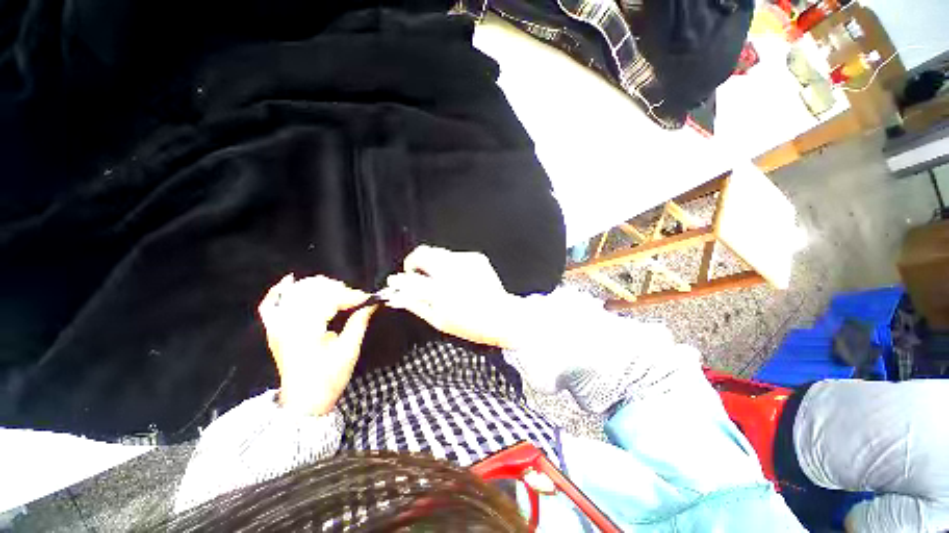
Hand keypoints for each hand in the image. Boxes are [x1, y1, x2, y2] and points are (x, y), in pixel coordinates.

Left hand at [258, 274, 376, 415]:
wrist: (304, 403)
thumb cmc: (329, 378)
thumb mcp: (349, 350)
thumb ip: (359, 322)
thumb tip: (373, 303)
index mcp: (305, 329)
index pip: (329, 298)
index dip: (350, 295)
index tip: (367, 299)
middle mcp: (286, 323)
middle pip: (312, 290)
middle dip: (337, 290)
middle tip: (354, 300)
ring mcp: (276, 326)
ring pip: (294, 292)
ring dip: (317, 288)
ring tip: (336, 293)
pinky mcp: (273, 331)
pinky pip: (270, 305)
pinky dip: (278, 292)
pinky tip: (290, 281)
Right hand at [384, 245, 522, 348]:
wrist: (502, 315)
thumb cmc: (471, 324)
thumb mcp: (439, 321)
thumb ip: (416, 305)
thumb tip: (399, 297)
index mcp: (441, 291)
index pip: (411, 279)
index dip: (400, 279)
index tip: (396, 281)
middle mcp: (452, 271)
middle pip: (423, 253)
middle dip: (414, 262)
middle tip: (417, 275)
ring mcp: (465, 262)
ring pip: (438, 252)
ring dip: (433, 264)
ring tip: (441, 279)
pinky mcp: (476, 258)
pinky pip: (455, 256)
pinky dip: (451, 265)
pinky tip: (459, 278)